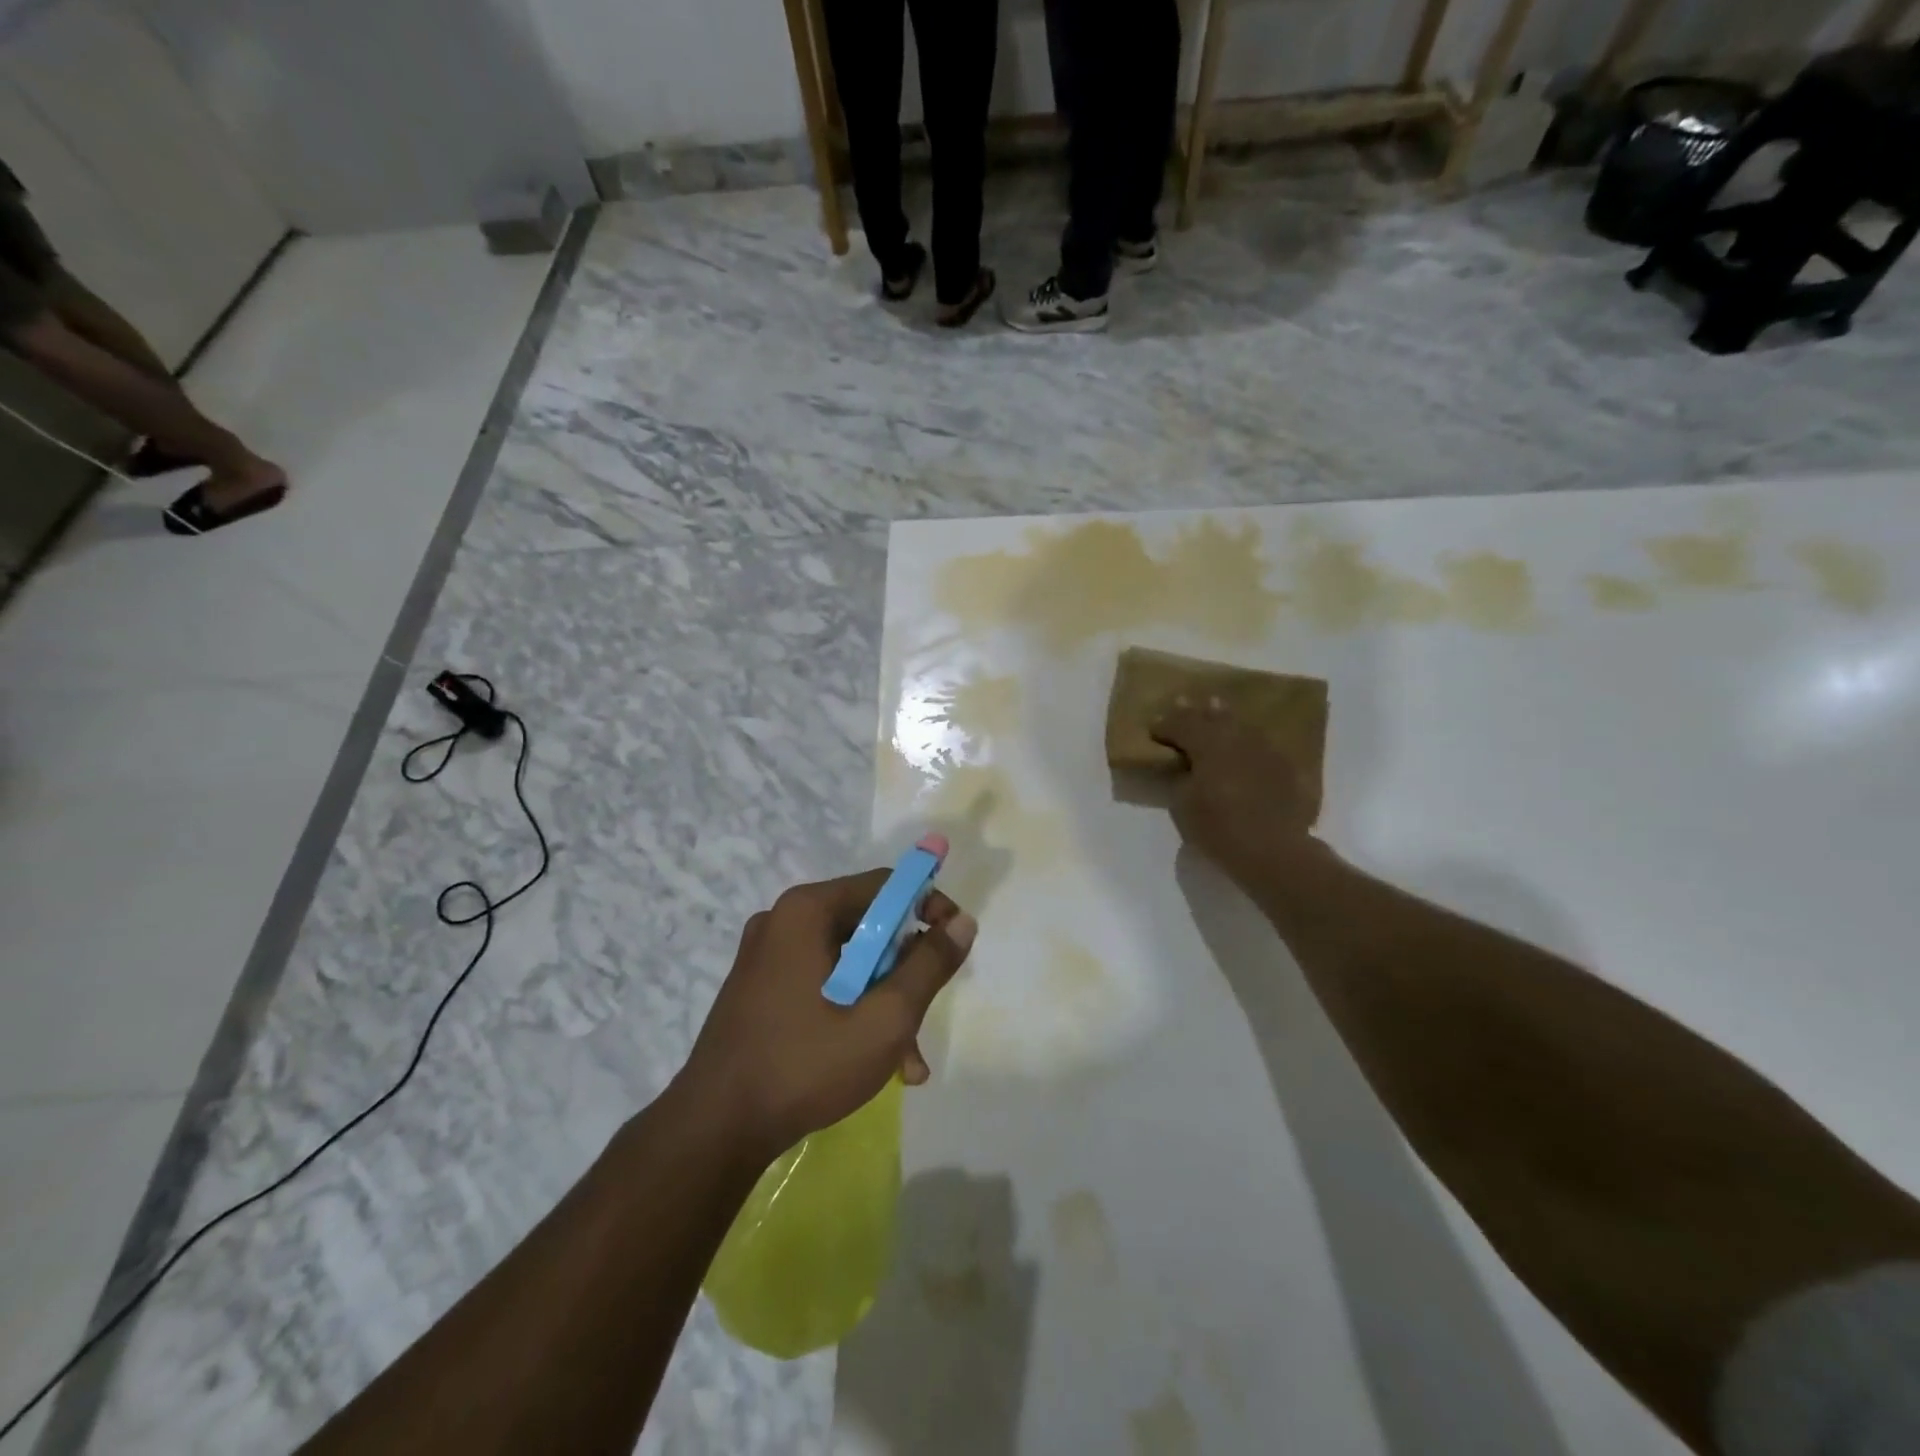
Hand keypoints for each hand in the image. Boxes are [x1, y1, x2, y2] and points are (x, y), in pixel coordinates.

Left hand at [678, 871, 976, 1159]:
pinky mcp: (759, 987)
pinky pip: (822, 981)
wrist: (713, 1131)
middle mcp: (783, 920)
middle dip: (905, 970)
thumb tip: (963, 922)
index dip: (928, 908)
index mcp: (807, 910)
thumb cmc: (805, 1066)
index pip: (885, 885)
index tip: (954, 945)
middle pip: (868, 926)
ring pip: (848, 961)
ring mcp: (766, 955)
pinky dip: (851, 1009)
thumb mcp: (885, 1018)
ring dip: (882, 1001)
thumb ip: (929, 966)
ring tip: (907, 1059)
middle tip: (925, 1013)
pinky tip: (873, 1061)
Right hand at [1151, 697, 1319, 885]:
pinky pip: (1260, 744)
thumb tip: (1185, 767)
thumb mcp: (1182, 805)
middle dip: (1195, 711)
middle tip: (1183, 702)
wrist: (1274, 851)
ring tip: (1216, 709)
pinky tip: (1245, 745)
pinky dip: (1247, 741)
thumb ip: (1180, 778)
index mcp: (1207, 744)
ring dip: (1224, 718)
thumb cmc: (1219, 828)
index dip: (1164, 725)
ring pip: (1240, 725)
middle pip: (1213, 717)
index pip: (1180, 725)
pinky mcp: (1285, 767)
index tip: (1152, 729)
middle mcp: (1237, 738)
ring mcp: (1265, 750)